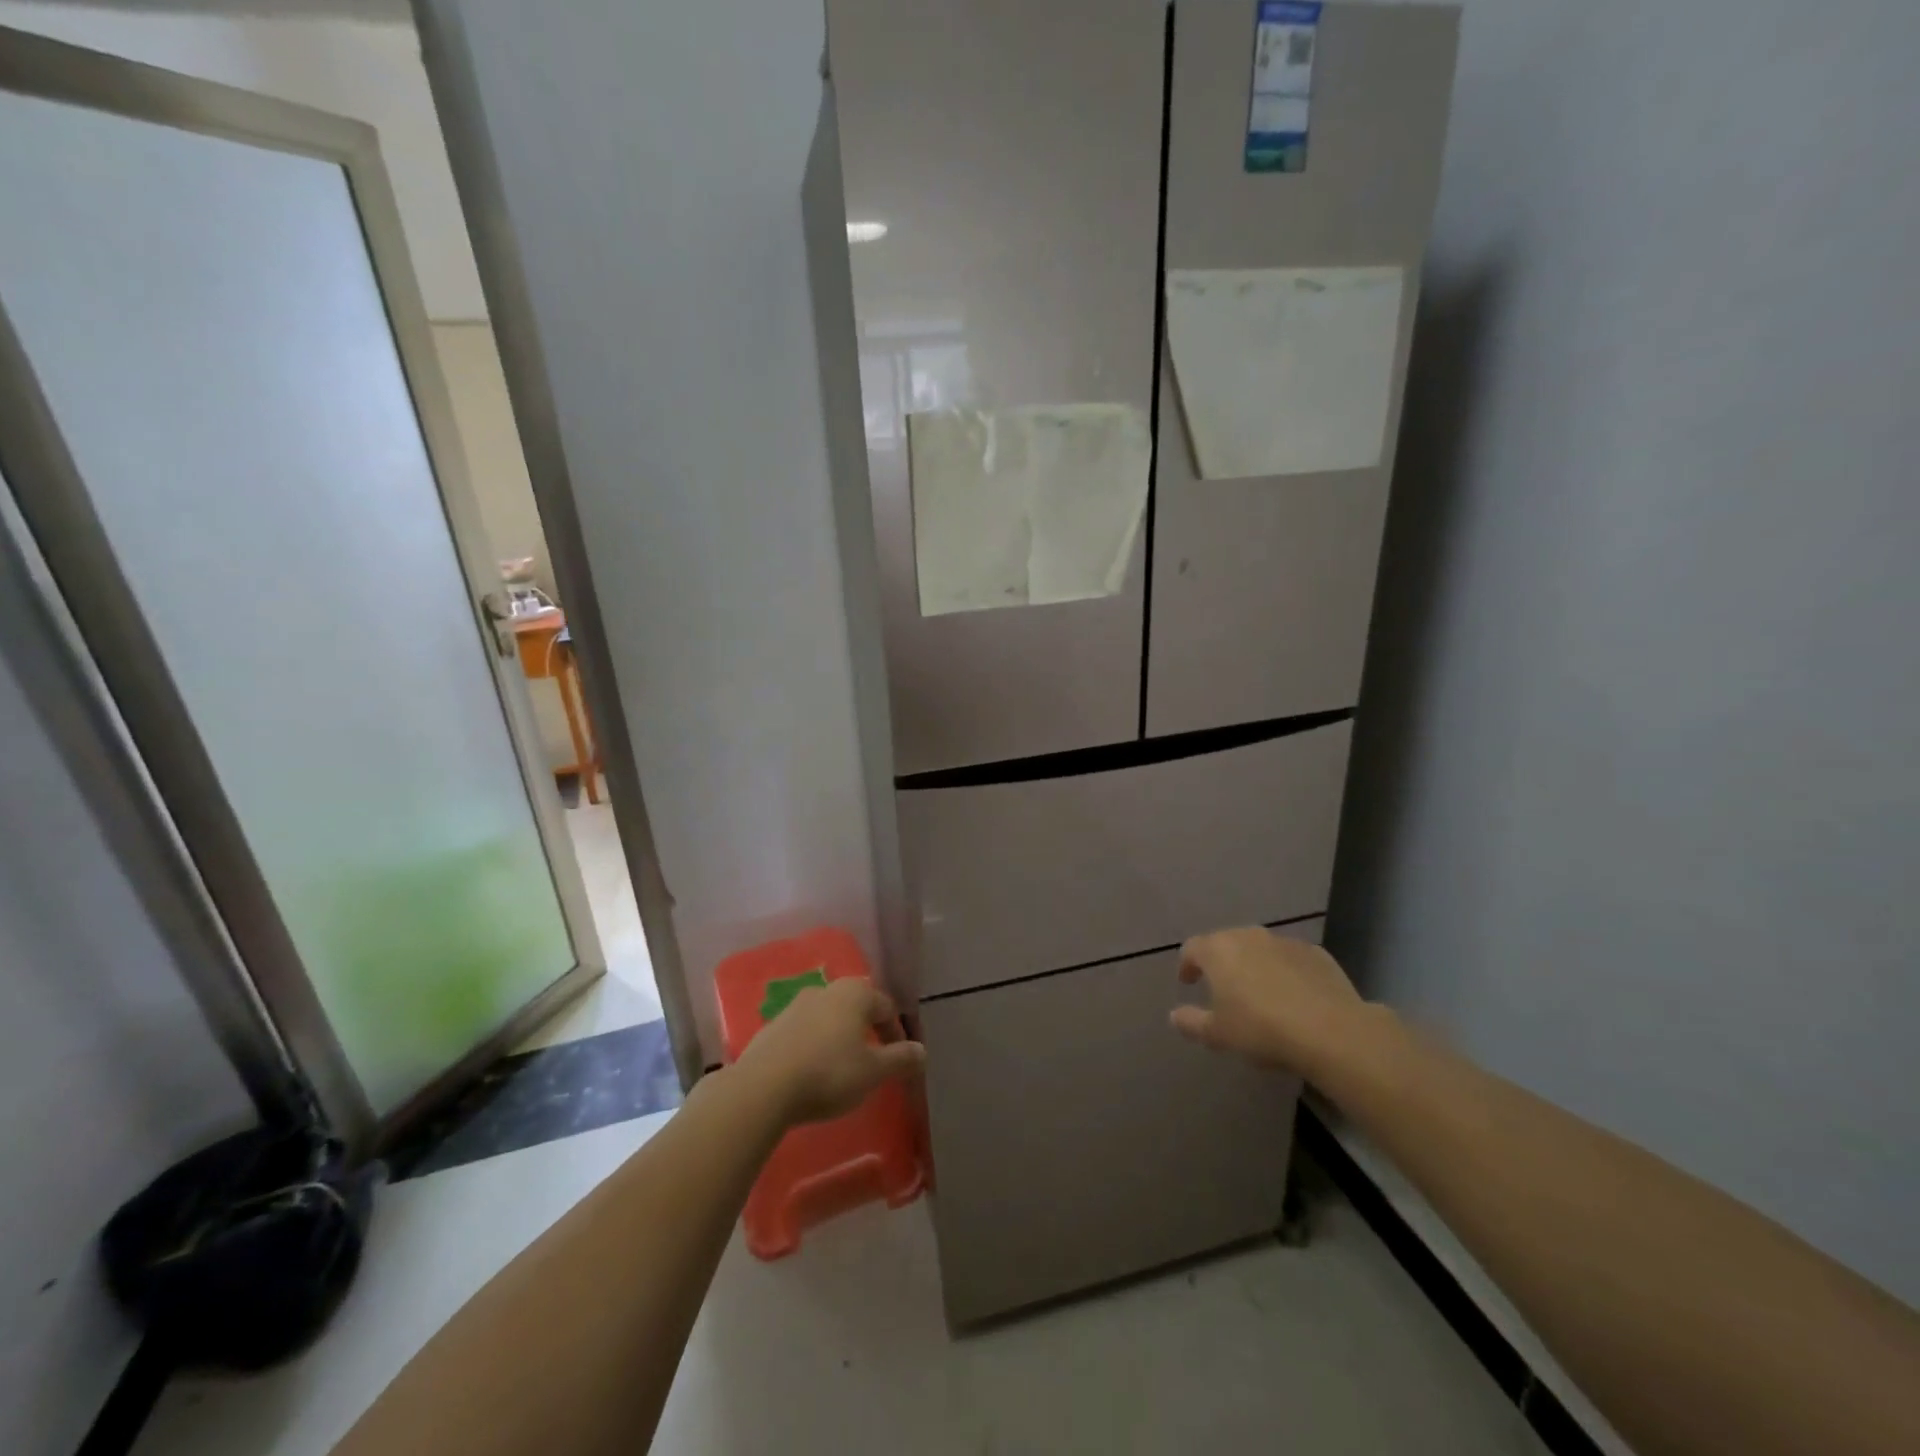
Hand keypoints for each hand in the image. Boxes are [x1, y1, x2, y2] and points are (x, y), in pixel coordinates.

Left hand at [735, 978, 924, 1126]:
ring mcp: (795, 1006)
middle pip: (856, 1007)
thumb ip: (901, 1059)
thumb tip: (922, 1051)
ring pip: (828, 1017)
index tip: (900, 1060)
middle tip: (874, 1059)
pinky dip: (814, 1046)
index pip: (886, 1007)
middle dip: (868, 1030)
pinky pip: (804, 1032)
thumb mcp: (873, 1071)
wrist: (763, 1087)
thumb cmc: (829, 1073)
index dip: (897, 1033)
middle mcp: (826, 990)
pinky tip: (812, 1071)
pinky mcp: (772, 1026)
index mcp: (855, 994)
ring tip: (843, 1067)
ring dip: (840, 1037)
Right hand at [1169, 927, 1368, 1080]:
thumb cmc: (1261, 1029)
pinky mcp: (1316, 953)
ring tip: (1259, 993)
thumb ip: (1191, 1022)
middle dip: (1221, 963)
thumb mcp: (1218, 1035)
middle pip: (1226, 943)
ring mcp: (1284, 942)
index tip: (1188, 982)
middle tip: (1222, 988)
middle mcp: (1248, 936)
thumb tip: (1174, 1015)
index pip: (1192, 949)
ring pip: (1260, 949)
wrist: (1331, 1032)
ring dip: (1254, 965)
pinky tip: (1293, 996)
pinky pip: (1290, 959)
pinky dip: (1285, 971)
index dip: (1187, 965)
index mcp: (1218, 950)